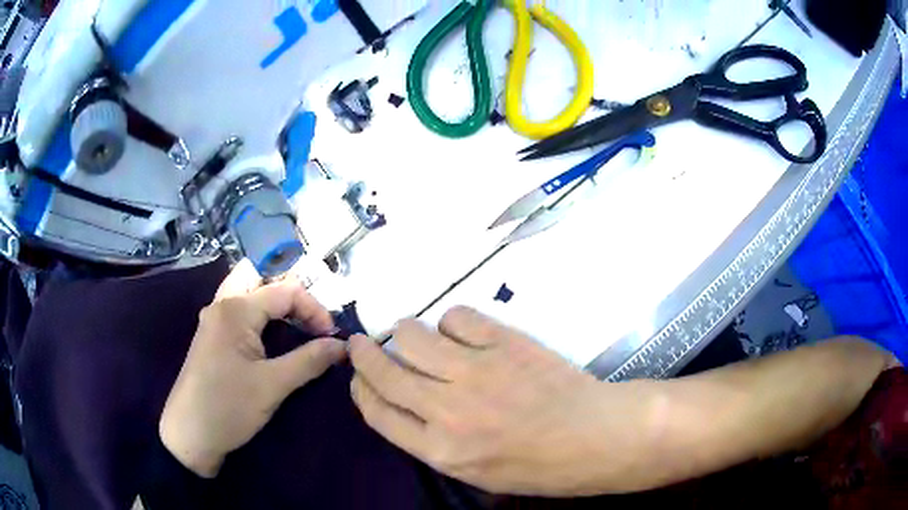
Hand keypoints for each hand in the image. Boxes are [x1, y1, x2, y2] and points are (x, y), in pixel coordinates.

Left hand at [160, 261, 346, 477]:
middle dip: (291, 296)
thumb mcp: (273, 386)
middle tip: (311, 322)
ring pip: (248, 294)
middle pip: (261, 280)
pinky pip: (240, 313)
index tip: (332, 337)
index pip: (285, 291)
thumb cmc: (229, 407)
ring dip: (274, 305)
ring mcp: (214, 320)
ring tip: (296, 326)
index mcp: (236, 309)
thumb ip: (309, 361)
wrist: (190, 435)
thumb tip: (342, 345)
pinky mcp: (212, 338)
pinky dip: (261, 317)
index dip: (314, 309)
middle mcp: (222, 305)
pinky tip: (271, 337)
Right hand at [349, 307, 648, 495]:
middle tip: (362, 342)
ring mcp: (476, 372)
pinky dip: (452, 322)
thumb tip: (405, 403)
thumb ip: (433, 442)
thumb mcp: (476, 472)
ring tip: (417, 338)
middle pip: (384, 371)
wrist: (595, 437)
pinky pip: (457, 316)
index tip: (358, 376)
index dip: (360, 388)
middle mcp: (447, 410)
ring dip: (406, 333)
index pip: (377, 411)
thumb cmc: (539, 465)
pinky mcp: (504, 342)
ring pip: (412, 335)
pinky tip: (463, 333)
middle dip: (364, 353)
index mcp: (439, 450)